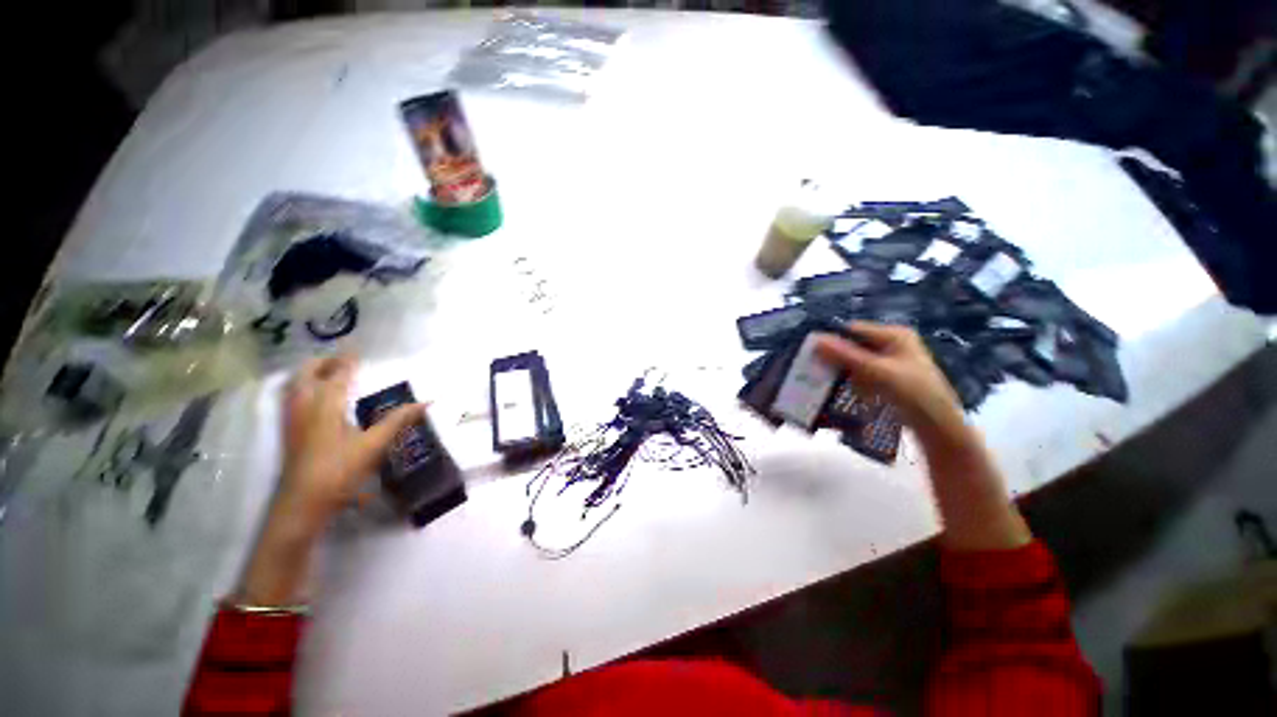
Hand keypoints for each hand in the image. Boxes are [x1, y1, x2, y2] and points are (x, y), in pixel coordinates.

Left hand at [278, 355, 424, 531]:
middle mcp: (305, 406)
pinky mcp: (288, 431)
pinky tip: (314, 398)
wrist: (302, 503)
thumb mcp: (374, 445)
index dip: (348, 360)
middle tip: (344, 361)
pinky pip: (291, 398)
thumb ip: (399, 420)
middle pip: (307, 373)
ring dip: (310, 373)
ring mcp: (292, 419)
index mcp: (326, 405)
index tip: (357, 348)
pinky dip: (302, 387)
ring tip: (329, 374)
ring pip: (295, 385)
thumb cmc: (340, 471)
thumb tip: (427, 402)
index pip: (337, 374)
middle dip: (324, 362)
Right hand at [817, 323, 1030, 550]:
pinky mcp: (888, 380)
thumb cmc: (913, 394)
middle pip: (853, 346)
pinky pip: (861, 375)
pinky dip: (849, 381)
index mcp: (894, 335)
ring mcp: (891, 363)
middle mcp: (892, 345)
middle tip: (811, 367)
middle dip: (833, 357)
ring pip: (855, 362)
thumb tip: (815, 339)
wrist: (939, 429)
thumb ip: (845, 355)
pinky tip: (837, 390)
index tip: (810, 351)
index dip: (831, 339)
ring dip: (839, 371)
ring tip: (819, 380)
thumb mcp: (877, 372)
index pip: (854, 330)